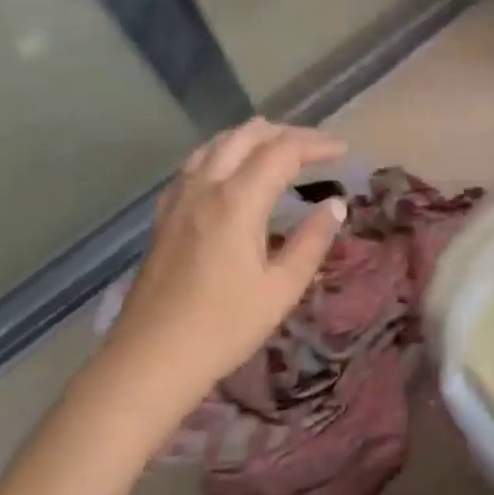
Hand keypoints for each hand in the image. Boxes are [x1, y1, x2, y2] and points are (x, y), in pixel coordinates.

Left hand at [110, 119, 347, 387]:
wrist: (150, 361)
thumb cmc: (223, 328)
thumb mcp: (281, 289)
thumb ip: (312, 241)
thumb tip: (335, 204)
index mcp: (238, 200)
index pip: (283, 151)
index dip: (317, 144)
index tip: (344, 152)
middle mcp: (206, 186)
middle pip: (248, 136)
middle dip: (287, 133)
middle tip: (317, 148)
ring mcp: (180, 199)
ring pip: (217, 144)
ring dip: (252, 137)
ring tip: (279, 147)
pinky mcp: (164, 216)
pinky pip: (194, 164)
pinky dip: (222, 152)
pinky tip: (228, 170)